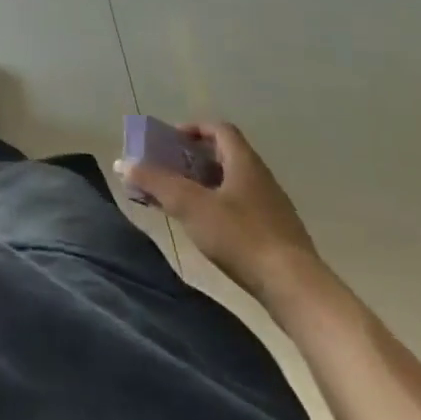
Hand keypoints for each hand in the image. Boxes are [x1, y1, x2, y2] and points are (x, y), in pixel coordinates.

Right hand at [118, 122, 321, 304]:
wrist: (297, 290)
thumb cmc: (241, 237)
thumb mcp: (190, 205)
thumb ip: (155, 181)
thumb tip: (123, 163)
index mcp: (245, 163)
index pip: (220, 129)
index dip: (193, 129)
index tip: (170, 141)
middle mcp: (261, 179)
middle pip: (225, 156)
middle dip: (192, 159)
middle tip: (167, 170)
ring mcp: (272, 209)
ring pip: (233, 184)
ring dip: (204, 186)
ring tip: (180, 201)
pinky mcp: (277, 236)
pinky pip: (241, 209)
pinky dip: (219, 209)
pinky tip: (206, 230)